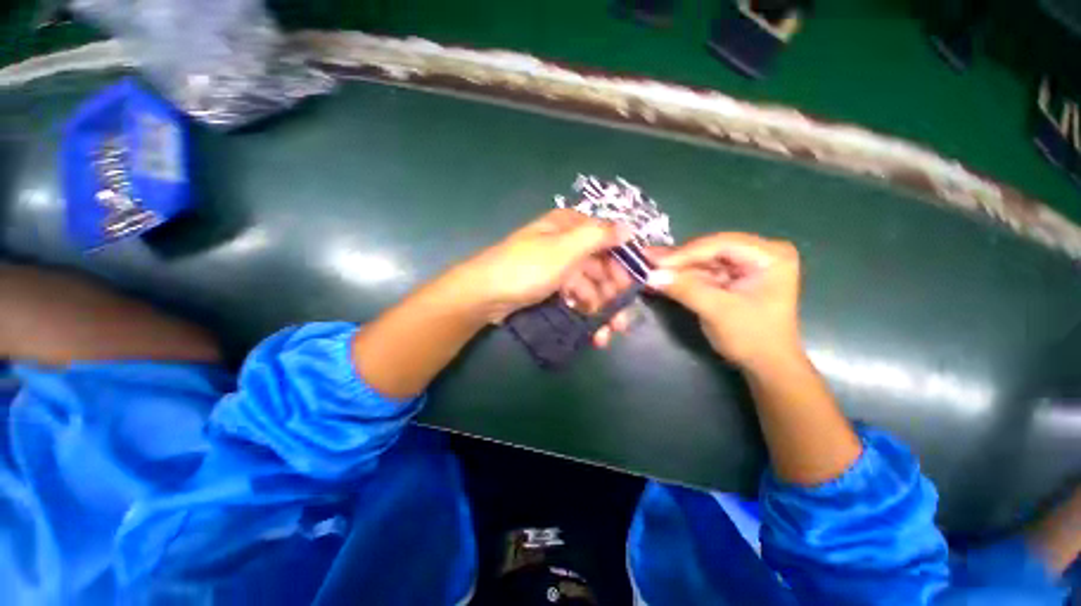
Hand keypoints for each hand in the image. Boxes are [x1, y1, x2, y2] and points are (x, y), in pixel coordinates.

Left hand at [458, 210, 634, 337]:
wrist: (485, 295)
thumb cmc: (527, 268)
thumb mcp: (564, 248)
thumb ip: (598, 235)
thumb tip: (629, 227)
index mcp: (569, 226)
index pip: (607, 240)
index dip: (623, 263)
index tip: (634, 288)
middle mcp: (565, 243)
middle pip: (600, 266)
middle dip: (613, 294)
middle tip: (622, 321)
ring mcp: (558, 267)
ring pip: (588, 285)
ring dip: (600, 309)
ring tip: (608, 333)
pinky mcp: (550, 287)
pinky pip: (574, 296)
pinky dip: (584, 311)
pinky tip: (592, 331)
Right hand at [648, 233, 802, 368]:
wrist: (766, 365)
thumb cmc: (752, 337)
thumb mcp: (718, 311)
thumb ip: (685, 289)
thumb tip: (650, 275)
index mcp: (770, 255)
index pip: (721, 244)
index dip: (686, 253)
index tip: (656, 263)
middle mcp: (759, 254)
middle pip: (710, 250)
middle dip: (677, 259)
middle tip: (646, 259)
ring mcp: (745, 266)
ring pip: (702, 261)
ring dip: (675, 267)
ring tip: (647, 265)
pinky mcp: (732, 278)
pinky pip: (702, 273)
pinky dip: (681, 277)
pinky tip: (660, 275)